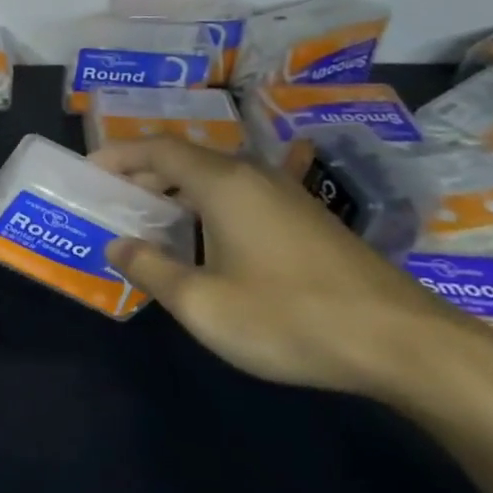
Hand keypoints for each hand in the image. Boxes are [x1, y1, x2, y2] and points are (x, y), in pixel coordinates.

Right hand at [93, 136, 482, 398]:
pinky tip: (204, 242)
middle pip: (186, 159)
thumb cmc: (289, 316)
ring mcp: (287, 197)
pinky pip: (240, 196)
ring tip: (149, 219)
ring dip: (175, 191)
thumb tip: (118, 245)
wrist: (404, 344)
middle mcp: (254, 176)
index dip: (118, 154)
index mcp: (223, 183)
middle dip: (143, 174)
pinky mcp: (308, 221)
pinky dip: (206, 206)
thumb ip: (151, 269)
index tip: (88, 171)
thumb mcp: (202, 303)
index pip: (158, 149)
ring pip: (216, 178)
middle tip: (111, 199)